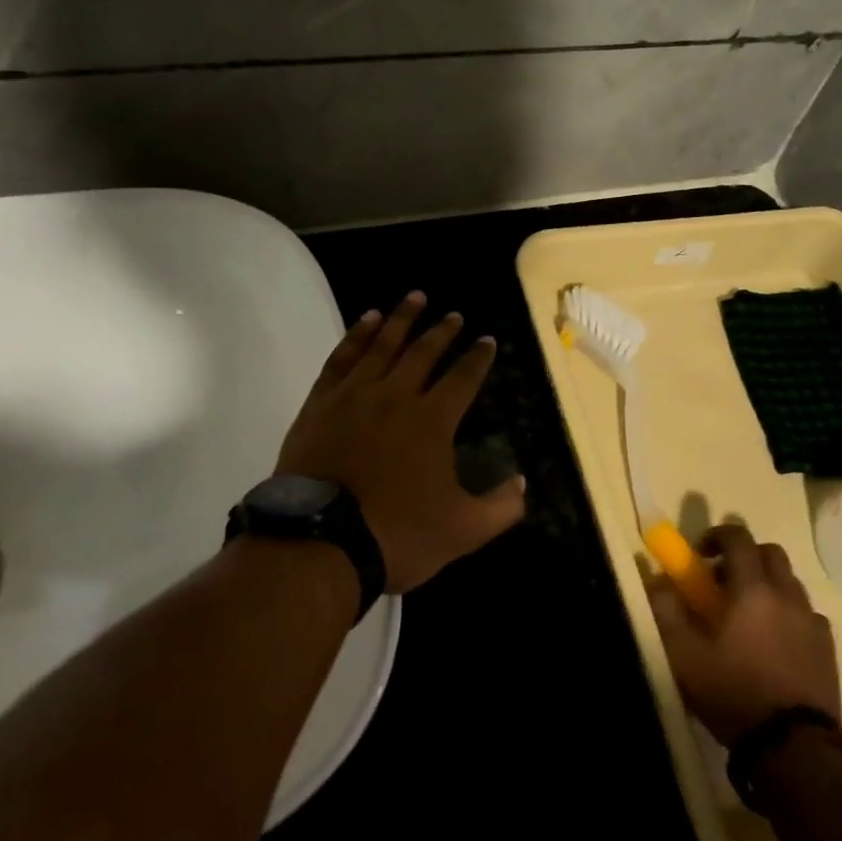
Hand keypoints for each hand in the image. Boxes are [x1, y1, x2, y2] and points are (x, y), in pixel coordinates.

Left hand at [275, 292, 527, 593]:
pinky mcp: (320, 403)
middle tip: (454, 315)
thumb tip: (523, 483)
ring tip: (415, 297)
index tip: (487, 340)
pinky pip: (342, 358)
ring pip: (382, 345)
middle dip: (442, 331)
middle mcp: (396, 396)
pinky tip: (366, 321)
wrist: (319, 543)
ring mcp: (354, 396)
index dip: (478, 358)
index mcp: (433, 420)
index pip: (462, 378)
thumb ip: (501, 507)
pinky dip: (356, 335)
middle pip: (423, 352)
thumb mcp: (463, 531)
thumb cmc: (396, 534)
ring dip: (401, 319)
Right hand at [646, 524, 841, 746]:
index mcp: (752, 588)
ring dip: (768, 585)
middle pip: (770, 552)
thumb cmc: (733, 692)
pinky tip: (775, 642)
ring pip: (790, 582)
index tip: (700, 554)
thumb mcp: (683, 654)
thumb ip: (666, 609)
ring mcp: (812, 621)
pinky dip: (788, 613)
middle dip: (745, 556)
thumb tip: (657, 579)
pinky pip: (807, 614)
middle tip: (723, 582)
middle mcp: (787, 594)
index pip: (738, 537)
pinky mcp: (828, 648)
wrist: (793, 748)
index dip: (717, 536)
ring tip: (748, 615)